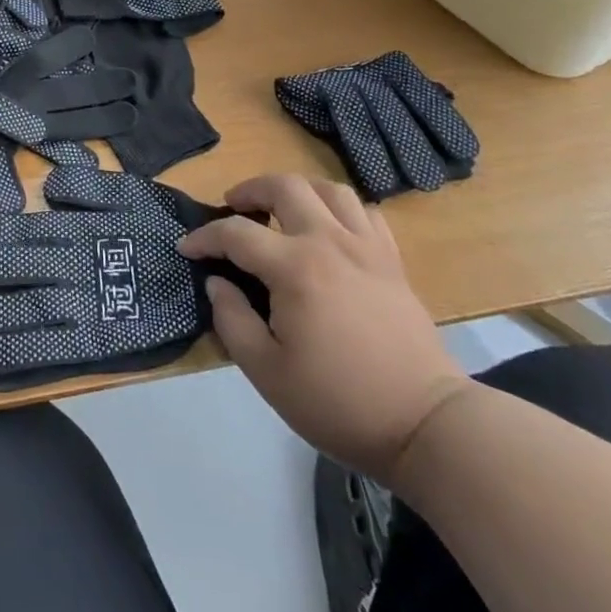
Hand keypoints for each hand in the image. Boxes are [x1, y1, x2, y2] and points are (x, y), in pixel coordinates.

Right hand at [180, 174, 470, 483]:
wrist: (424, 425)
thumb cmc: (338, 402)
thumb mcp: (266, 372)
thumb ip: (232, 320)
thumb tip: (218, 282)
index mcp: (295, 268)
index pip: (237, 233)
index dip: (205, 237)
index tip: (186, 248)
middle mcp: (329, 242)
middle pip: (285, 186)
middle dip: (250, 190)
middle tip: (233, 207)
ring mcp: (367, 247)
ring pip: (328, 189)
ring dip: (297, 190)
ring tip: (281, 210)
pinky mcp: (393, 261)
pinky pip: (365, 212)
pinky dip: (339, 209)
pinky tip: (329, 229)